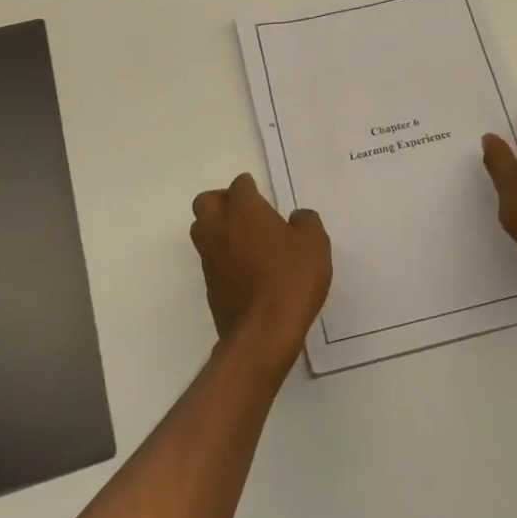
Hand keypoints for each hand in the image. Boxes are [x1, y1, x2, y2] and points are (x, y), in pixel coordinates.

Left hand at [189, 173, 331, 377]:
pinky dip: (222, 256)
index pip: (239, 186)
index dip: (249, 187)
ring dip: (217, 227)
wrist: (264, 331)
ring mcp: (210, 258)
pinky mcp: (210, 285)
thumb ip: (306, 222)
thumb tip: (296, 217)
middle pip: (206, 202)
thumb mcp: (315, 244)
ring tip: (243, 238)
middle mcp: (219, 229)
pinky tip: (244, 267)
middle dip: (222, 200)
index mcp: (244, 211)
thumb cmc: (292, 279)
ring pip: (201, 230)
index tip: (260, 193)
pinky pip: (210, 259)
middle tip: (245, 211)